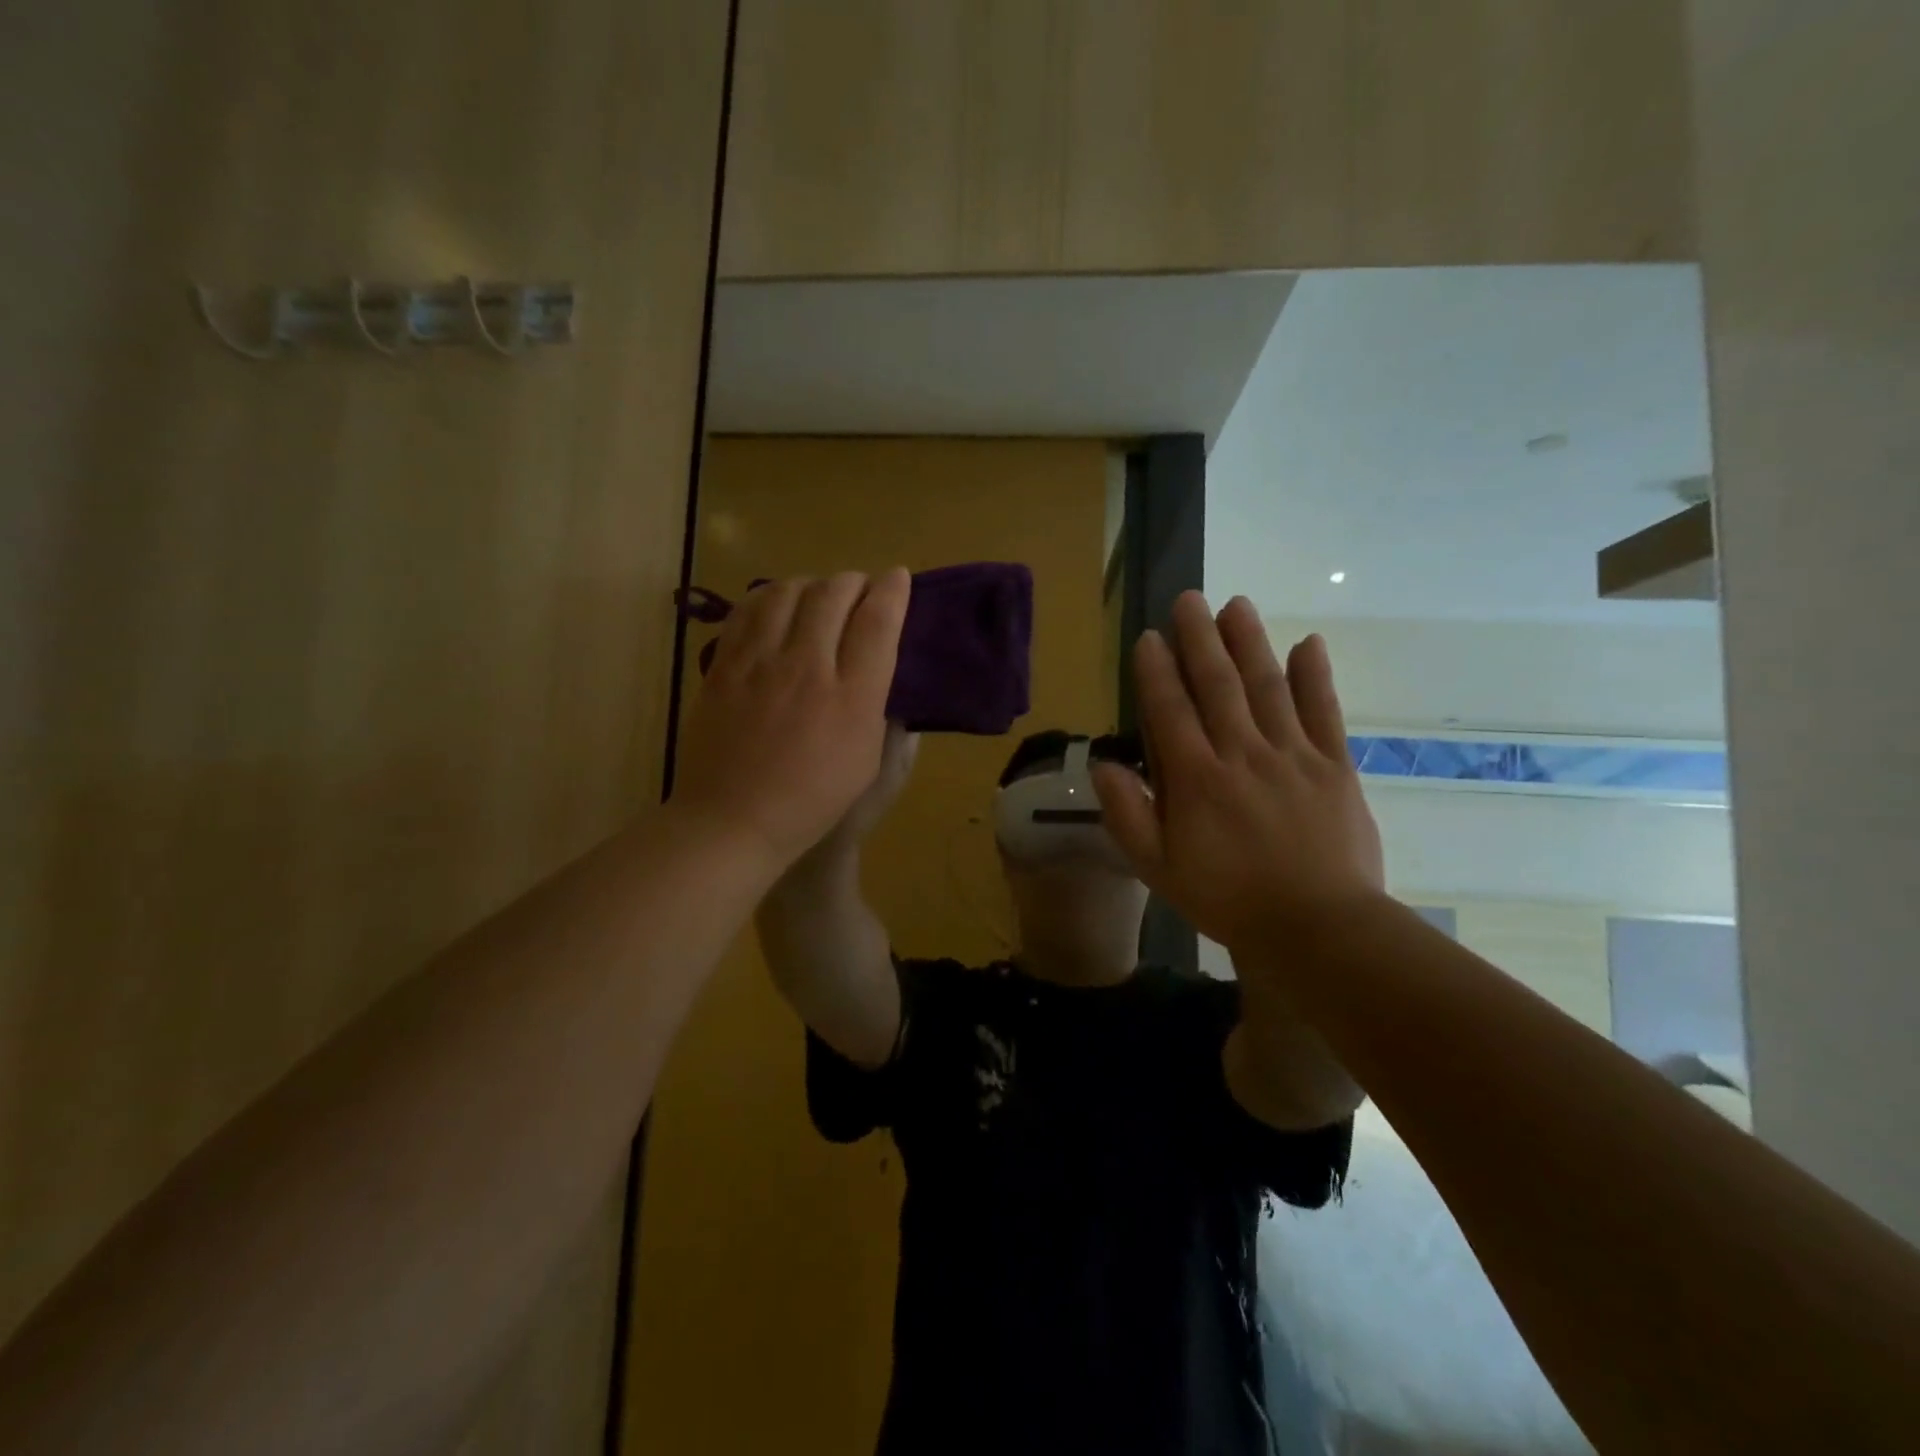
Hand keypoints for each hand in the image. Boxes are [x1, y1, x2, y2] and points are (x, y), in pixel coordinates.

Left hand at [670, 570, 910, 876]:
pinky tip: (776, 606)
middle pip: (834, 594)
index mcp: (852, 697)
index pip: (878, 621)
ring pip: (788, 591)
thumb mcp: (866, 761)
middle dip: (854, 581)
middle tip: (859, 590)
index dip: (892, 591)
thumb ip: (874, 705)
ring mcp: (760, 662)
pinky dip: (769, 597)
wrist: (734, 819)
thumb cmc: (811, 800)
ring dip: (811, 584)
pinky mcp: (725, 665)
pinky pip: (748, 609)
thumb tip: (873, 665)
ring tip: (817, 596)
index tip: (897, 578)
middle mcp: (808, 667)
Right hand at [1093, 593, 1385, 954]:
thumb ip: (1127, 814)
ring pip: (1268, 687)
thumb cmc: (1226, 899)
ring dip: (1249, 643)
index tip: (1149, 636)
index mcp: (1196, 779)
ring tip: (1236, 605)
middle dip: (1200, 639)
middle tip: (1189, 598)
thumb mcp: (1157, 868)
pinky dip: (1316, 677)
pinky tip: (1308, 644)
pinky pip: (1324, 713)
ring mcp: (1292, 756)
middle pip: (1218, 685)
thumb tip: (1103, 765)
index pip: (1170, 711)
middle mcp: (1242, 754)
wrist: (1316, 929)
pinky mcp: (1334, 767)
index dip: (1157, 671)